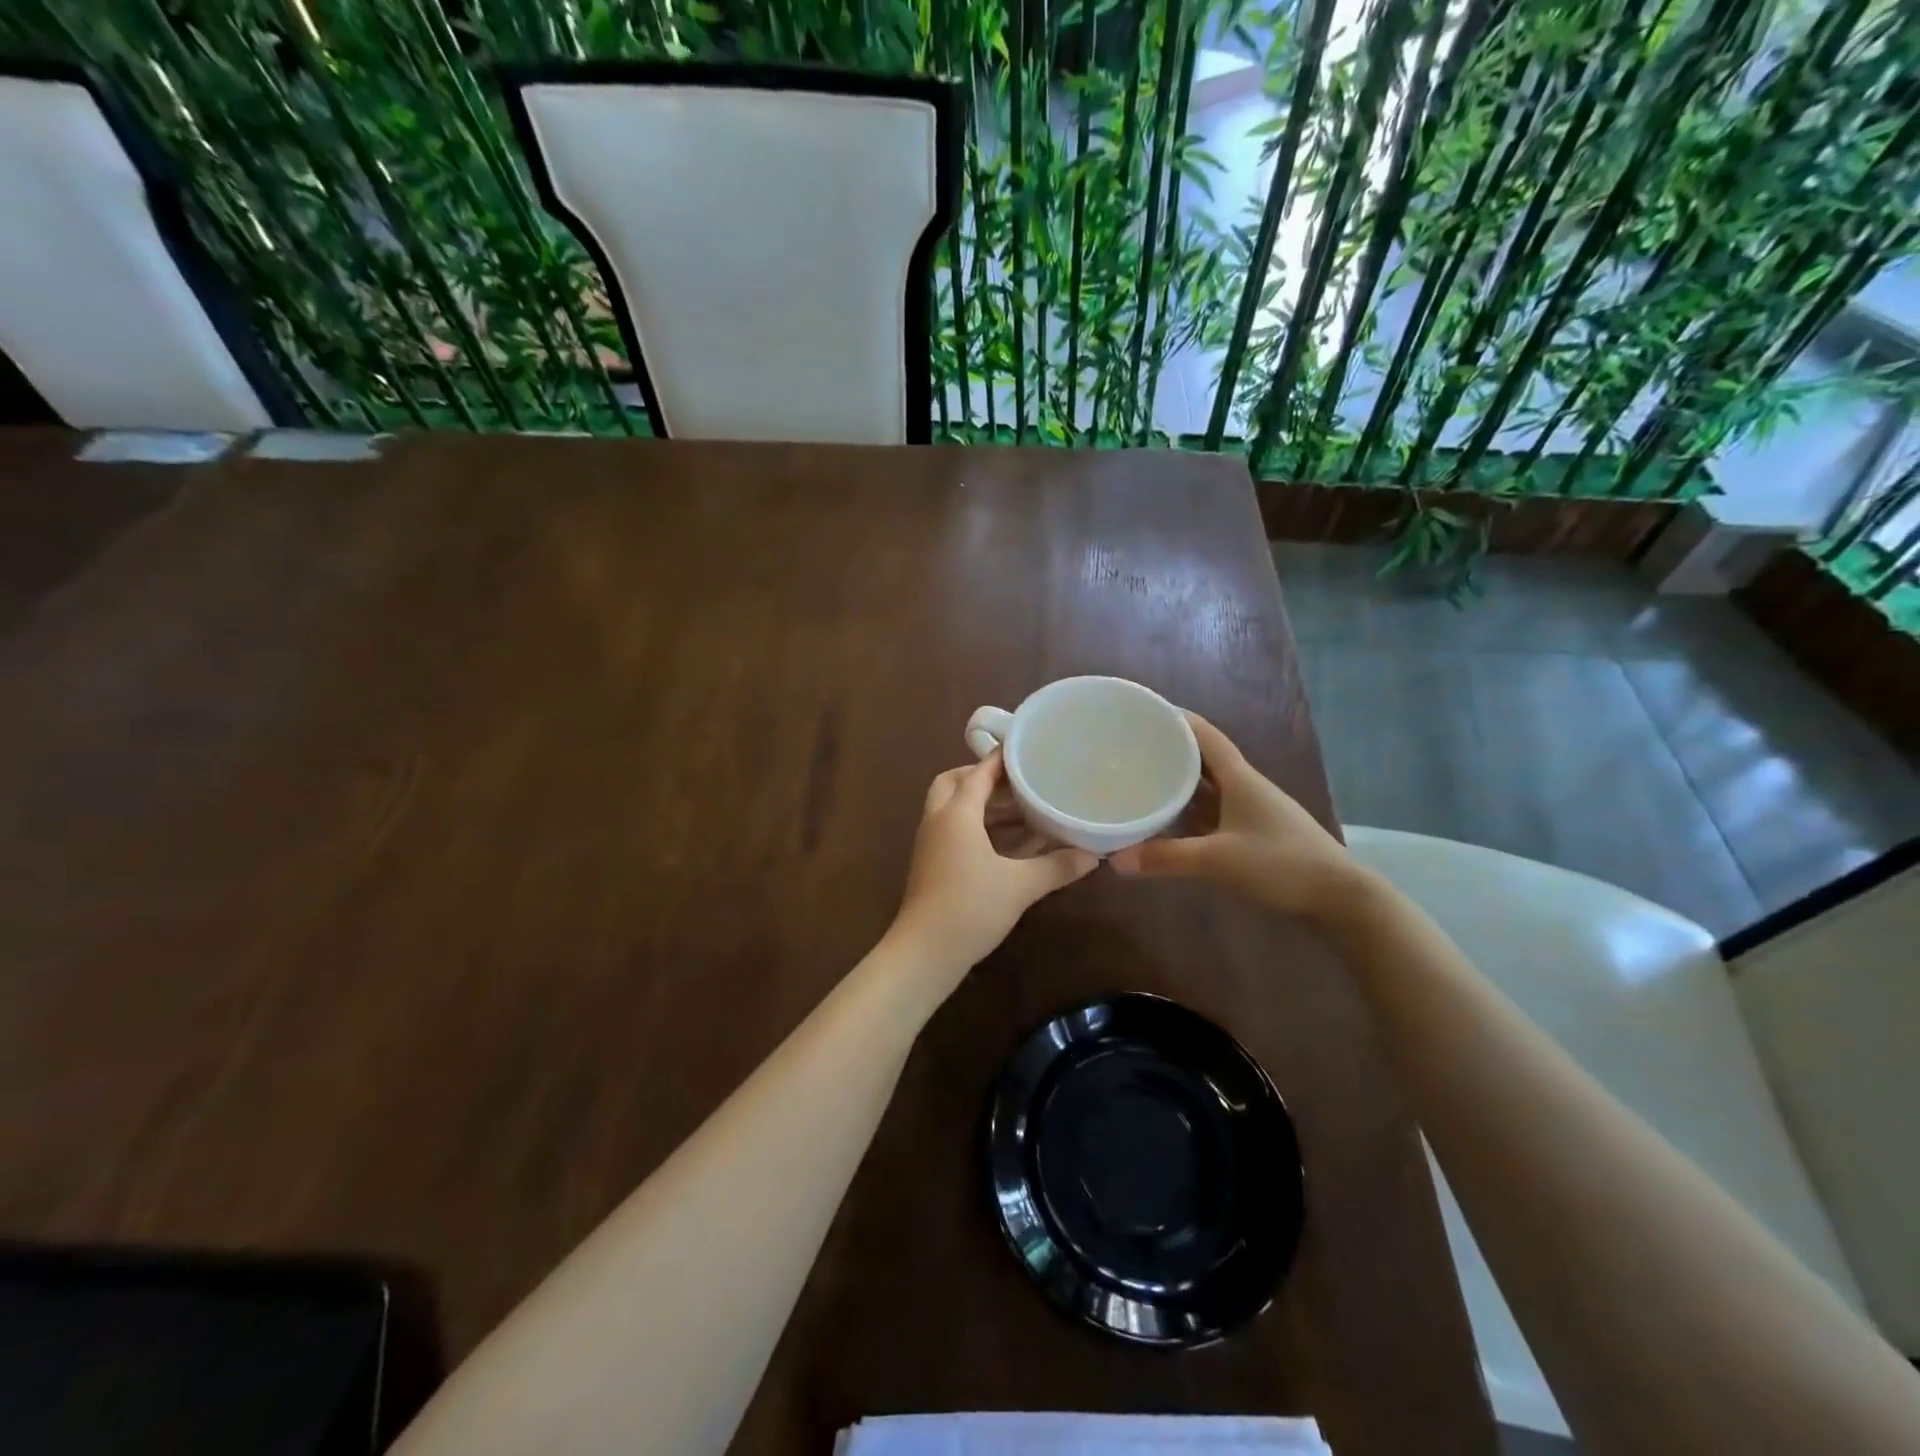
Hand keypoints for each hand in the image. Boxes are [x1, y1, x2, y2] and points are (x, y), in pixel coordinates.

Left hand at [888, 752, 1097, 989]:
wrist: (925, 952)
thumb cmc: (971, 907)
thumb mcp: (1021, 885)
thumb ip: (1057, 866)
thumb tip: (1094, 856)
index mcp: (956, 813)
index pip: (979, 772)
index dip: (1002, 759)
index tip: (1027, 749)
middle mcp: (938, 820)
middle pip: (955, 782)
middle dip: (983, 777)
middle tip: (1018, 780)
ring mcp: (932, 843)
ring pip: (953, 808)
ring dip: (983, 805)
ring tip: (1023, 810)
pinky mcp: (932, 864)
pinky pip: (955, 830)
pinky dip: (979, 827)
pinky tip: (1011, 844)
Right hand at [1109, 712, 1360, 921]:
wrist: (1339, 898)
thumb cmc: (1281, 864)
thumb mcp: (1219, 860)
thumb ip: (1167, 858)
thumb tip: (1115, 861)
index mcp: (1240, 778)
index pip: (1205, 735)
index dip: (1177, 719)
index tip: (1145, 711)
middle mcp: (1244, 787)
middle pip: (1202, 760)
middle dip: (1169, 751)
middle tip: (1131, 749)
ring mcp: (1251, 812)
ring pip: (1207, 789)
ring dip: (1178, 785)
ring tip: (1141, 781)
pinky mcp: (1254, 835)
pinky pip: (1213, 815)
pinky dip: (1189, 815)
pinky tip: (1167, 824)